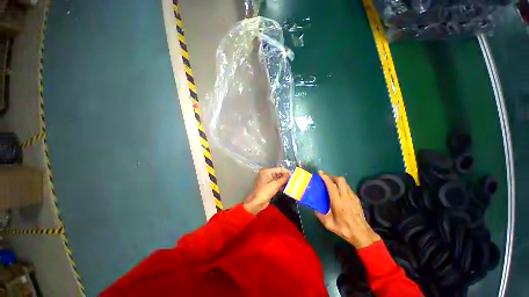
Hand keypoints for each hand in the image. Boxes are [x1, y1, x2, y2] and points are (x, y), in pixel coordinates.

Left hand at [243, 167, 290, 214]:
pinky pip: (276, 184)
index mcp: (267, 171)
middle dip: (286, 177)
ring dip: (284, 181)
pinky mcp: (269, 186)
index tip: (294, 175)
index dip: (287, 172)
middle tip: (294, 180)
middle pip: (279, 173)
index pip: (279, 169)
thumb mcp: (275, 185)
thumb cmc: (264, 192)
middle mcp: (267, 174)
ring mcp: (268, 180)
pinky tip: (287, 188)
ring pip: (278, 179)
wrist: (256, 203)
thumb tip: (290, 175)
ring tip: (292, 184)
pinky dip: (281, 185)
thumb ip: (283, 179)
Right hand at [315, 171, 380, 248]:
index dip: (325, 177)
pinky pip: (348, 188)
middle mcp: (346, 197)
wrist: (362, 234)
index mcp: (338, 202)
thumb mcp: (329, 224)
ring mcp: (353, 197)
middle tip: (327, 180)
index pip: (331, 186)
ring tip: (332, 185)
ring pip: (345, 183)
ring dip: (338, 181)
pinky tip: (340, 193)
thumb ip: (320, 216)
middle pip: (340, 180)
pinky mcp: (357, 199)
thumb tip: (314, 209)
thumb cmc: (344, 229)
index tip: (320, 173)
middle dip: (332, 177)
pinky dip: (343, 187)